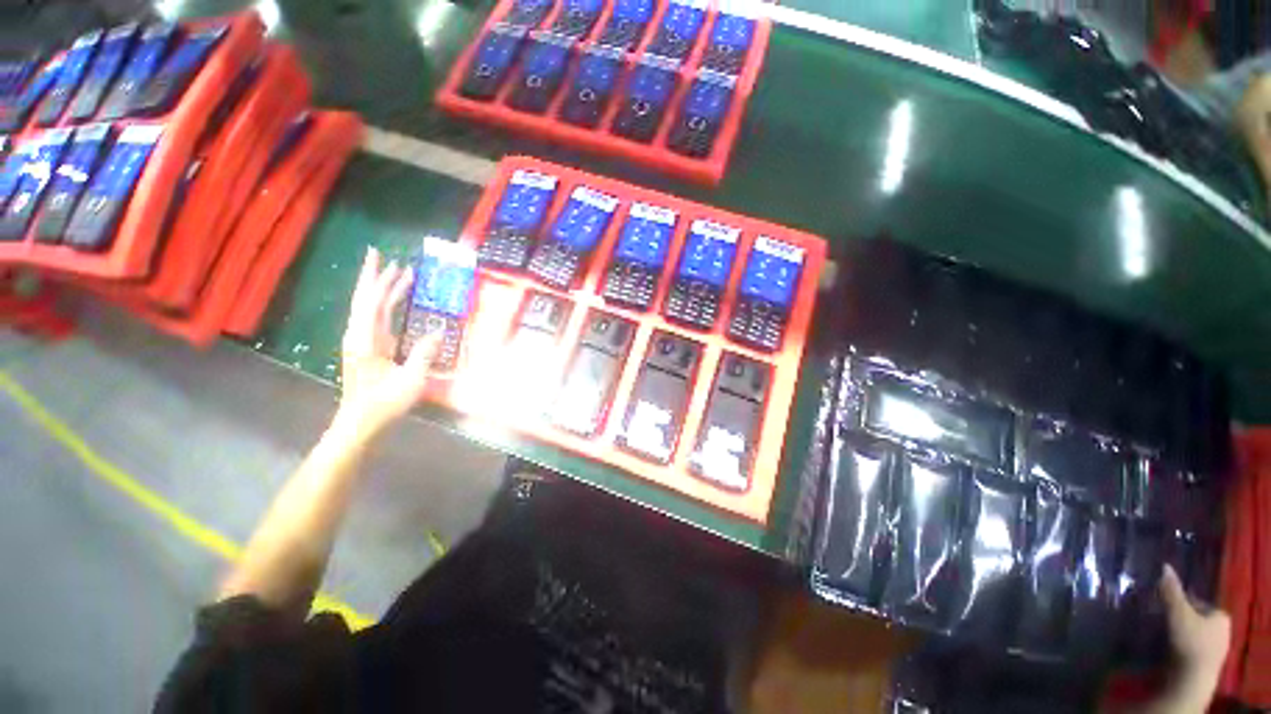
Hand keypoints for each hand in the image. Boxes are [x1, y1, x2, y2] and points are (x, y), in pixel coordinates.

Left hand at [335, 247, 438, 440]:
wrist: (361, 422)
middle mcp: (360, 335)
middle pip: (366, 299)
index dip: (377, 279)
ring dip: (383, 290)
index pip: (371, 302)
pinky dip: (387, 305)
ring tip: (399, 273)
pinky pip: (377, 319)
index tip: (382, 257)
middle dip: (375, 277)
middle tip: (385, 256)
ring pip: (371, 308)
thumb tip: (439, 332)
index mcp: (365, 340)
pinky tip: (397, 301)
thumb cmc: (384, 404)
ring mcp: (363, 341)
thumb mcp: (410, 381)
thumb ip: (424, 354)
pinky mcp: (369, 348)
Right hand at [1160, 564, 1229, 685]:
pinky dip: (1180, 646)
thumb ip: (1171, 590)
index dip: (1181, 602)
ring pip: (1194, 633)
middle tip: (1161, 618)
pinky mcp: (1206, 662)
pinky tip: (1169, 648)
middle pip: (1196, 618)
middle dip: (1180, 618)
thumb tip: (1164, 566)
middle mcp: (1223, 630)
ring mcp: (1217, 649)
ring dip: (1179, 632)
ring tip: (1162, 633)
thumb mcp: (1178, 612)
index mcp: (1221, 615)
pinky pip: (1192, 647)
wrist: (1192, 679)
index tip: (1163, 605)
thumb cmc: (1189, 641)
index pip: (1198, 602)